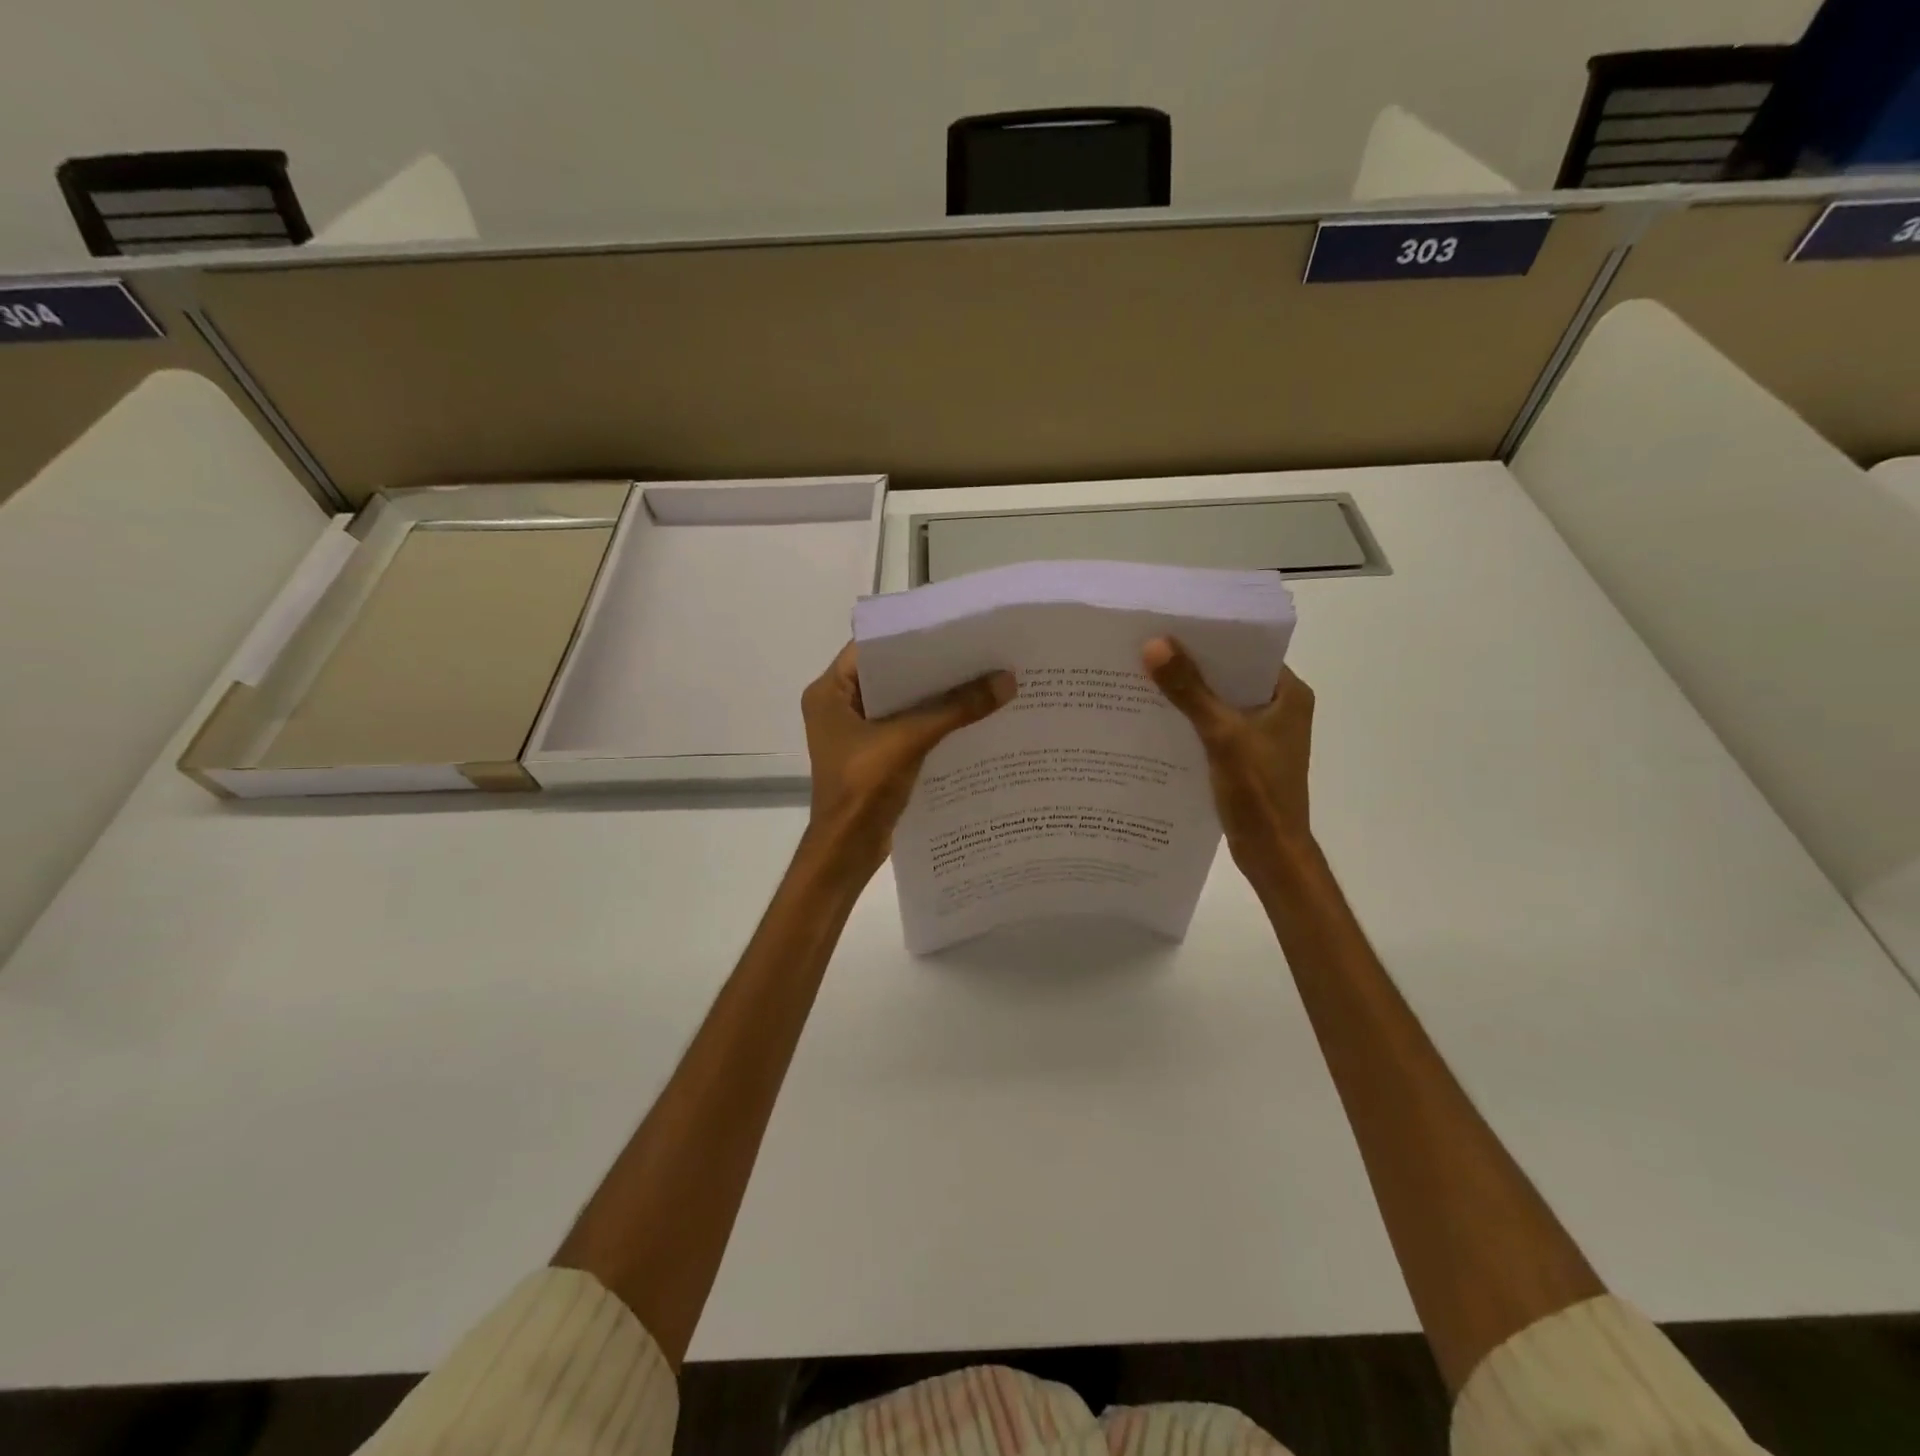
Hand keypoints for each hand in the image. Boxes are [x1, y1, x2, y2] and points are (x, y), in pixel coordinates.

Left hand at [800, 642, 1014, 876]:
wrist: (847, 851)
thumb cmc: (862, 787)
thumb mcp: (909, 740)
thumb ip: (956, 709)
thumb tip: (1007, 680)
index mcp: (829, 692)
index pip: (872, 647)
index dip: (911, 635)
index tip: (954, 626)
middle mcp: (839, 706)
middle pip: (891, 675)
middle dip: (932, 666)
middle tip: (978, 649)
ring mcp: (856, 733)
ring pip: (902, 703)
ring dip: (937, 696)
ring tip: (983, 677)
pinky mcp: (875, 755)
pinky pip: (907, 728)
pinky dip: (934, 722)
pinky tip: (971, 716)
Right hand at [1143, 637, 1316, 881]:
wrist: (1272, 853)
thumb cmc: (1258, 792)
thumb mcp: (1222, 735)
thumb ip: (1190, 691)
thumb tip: (1154, 644)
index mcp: (1289, 694)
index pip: (1249, 650)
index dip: (1212, 637)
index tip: (1171, 624)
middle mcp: (1279, 708)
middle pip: (1230, 675)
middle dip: (1192, 665)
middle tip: (1147, 647)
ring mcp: (1262, 734)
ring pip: (1219, 702)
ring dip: (1188, 694)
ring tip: (1143, 677)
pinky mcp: (1244, 756)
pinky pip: (1212, 727)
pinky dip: (1189, 721)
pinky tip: (1155, 718)